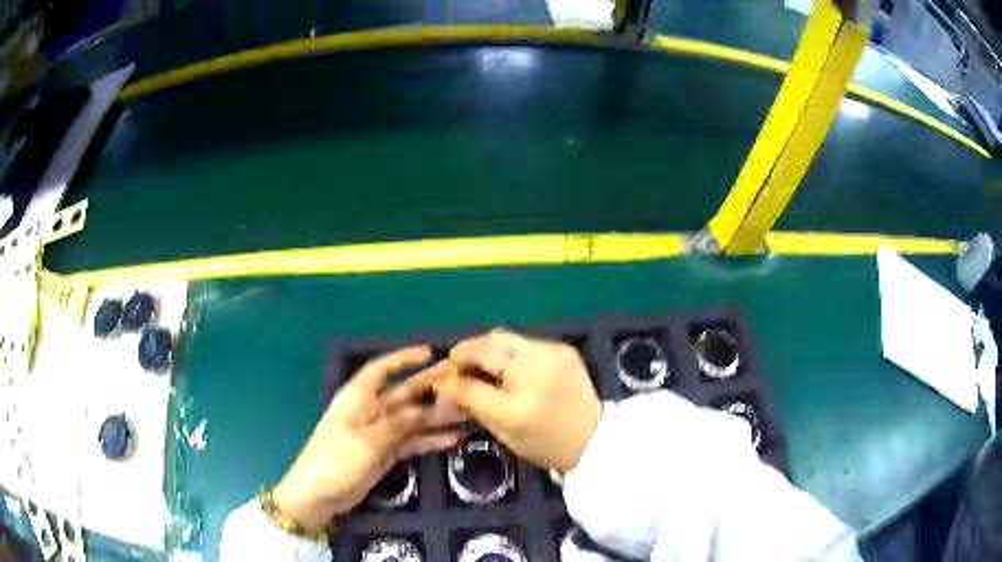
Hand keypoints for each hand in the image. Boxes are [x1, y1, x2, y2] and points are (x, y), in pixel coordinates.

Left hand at [273, 347, 463, 533]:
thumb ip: (397, 424)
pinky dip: (430, 440)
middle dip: (431, 388)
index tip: (430, 353)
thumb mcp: (367, 440)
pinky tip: (453, 439)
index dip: (403, 358)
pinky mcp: (385, 453)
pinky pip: (412, 442)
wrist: (319, 494)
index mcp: (358, 398)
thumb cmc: (336, 459)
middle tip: (463, 382)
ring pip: (413, 419)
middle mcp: (370, 410)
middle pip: (404, 394)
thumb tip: (424, 410)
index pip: (381, 369)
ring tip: (468, 413)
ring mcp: (379, 433)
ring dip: (437, 417)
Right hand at [437, 330, 601, 472]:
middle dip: (467, 351)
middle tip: (456, 363)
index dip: (451, 374)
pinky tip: (505, 364)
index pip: (472, 379)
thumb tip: (444, 384)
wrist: (595, 438)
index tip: (441, 376)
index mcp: (520, 402)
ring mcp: (554, 353)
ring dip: (486, 348)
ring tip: (477, 362)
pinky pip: (525, 343)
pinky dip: (508, 350)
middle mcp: (537, 368)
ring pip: (506, 338)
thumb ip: (472, 403)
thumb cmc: (546, 444)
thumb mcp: (504, 430)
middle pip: (490, 344)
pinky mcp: (564, 349)